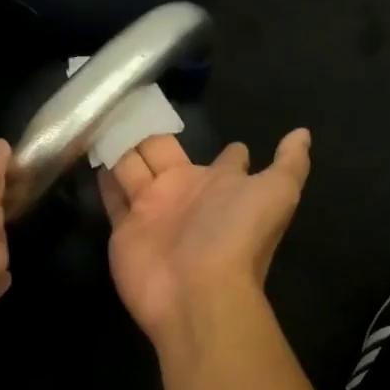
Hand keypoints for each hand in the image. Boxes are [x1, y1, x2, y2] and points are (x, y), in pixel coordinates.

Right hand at [99, 130, 311, 351]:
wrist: (198, 292)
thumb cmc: (238, 235)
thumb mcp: (278, 192)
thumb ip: (290, 162)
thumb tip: (302, 132)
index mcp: (223, 184)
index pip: (226, 160)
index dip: (227, 150)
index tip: (220, 132)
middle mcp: (187, 192)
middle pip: (163, 151)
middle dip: (149, 129)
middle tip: (128, 97)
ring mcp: (152, 209)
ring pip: (132, 166)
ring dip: (120, 144)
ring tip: (99, 111)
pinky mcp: (125, 226)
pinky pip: (111, 194)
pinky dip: (101, 174)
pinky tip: (87, 145)